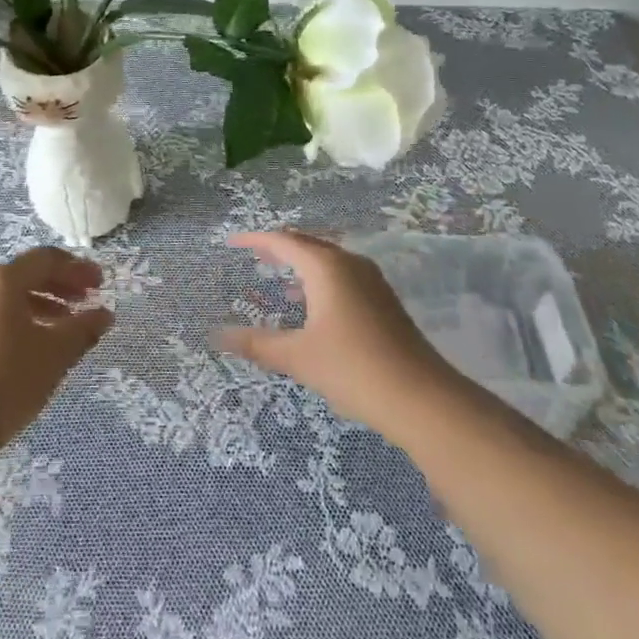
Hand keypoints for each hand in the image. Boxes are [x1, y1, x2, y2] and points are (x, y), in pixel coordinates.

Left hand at [0, 246, 114, 460]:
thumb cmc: (8, 377)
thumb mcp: (56, 352)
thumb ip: (83, 328)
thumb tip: (104, 314)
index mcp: (2, 280)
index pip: (46, 259)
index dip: (77, 268)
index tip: (101, 283)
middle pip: (27, 275)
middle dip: (61, 285)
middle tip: (88, 300)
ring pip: (12, 299)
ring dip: (44, 305)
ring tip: (68, 326)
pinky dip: (24, 322)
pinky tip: (38, 347)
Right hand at [217, 230, 453, 440]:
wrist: (421, 398)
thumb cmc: (352, 368)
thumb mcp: (297, 357)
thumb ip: (256, 343)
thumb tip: (218, 335)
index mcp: (325, 266)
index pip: (282, 240)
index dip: (255, 239)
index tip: (232, 243)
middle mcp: (349, 263)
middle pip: (307, 244)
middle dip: (279, 247)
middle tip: (254, 255)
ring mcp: (371, 280)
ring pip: (328, 259)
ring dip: (301, 263)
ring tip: (278, 276)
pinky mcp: (383, 300)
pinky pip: (342, 274)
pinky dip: (319, 279)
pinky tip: (312, 305)